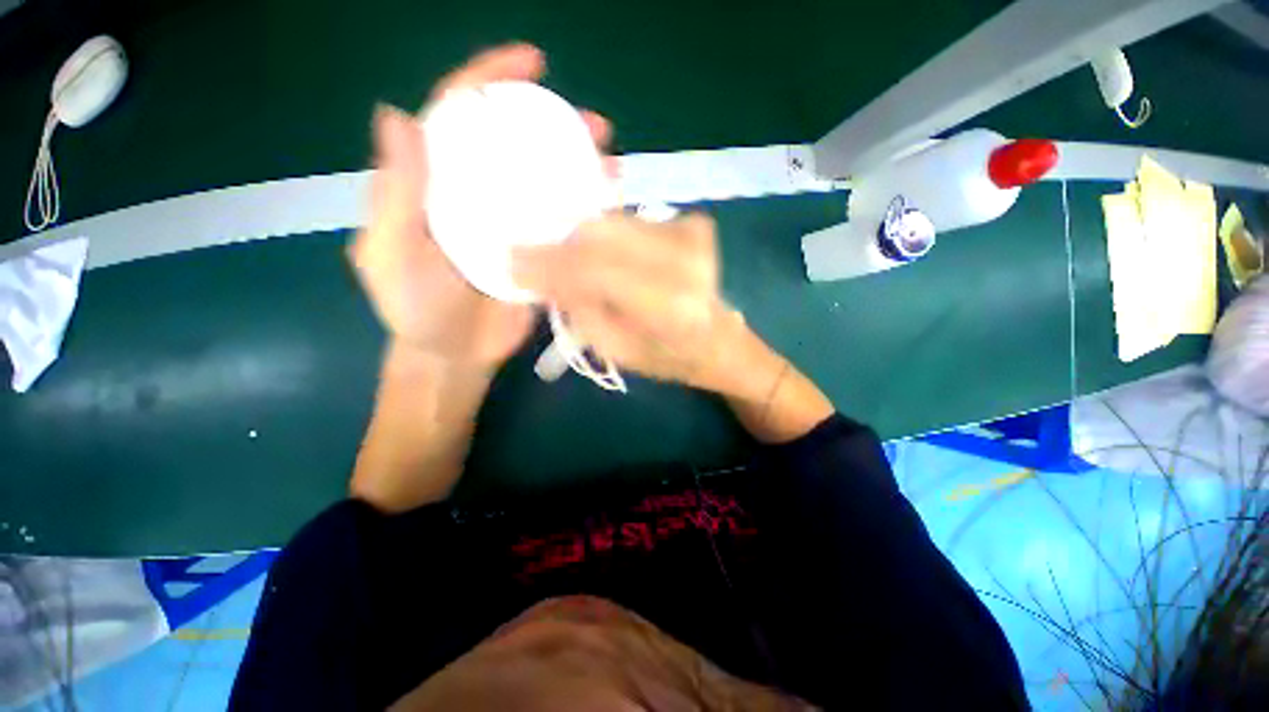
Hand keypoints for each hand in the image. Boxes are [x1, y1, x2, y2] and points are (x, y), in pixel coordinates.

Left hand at [349, 43, 613, 369]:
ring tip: (613, 159)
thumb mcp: (391, 257)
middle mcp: (480, 197)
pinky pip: (565, 228)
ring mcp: (515, 227)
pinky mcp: (540, 257)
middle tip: (593, 123)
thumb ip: (395, 198)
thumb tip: (396, 116)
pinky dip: (588, 214)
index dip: (489, 81)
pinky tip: (611, 207)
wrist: (455, 356)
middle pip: (515, 147)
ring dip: (581, 168)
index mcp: (438, 186)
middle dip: (554, 125)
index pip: (458, 118)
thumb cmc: (416, 311)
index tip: (530, 63)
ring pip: (548, 185)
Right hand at [512, 212, 755, 393]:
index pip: (598, 271)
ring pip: (614, 220)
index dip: (551, 263)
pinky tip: (602, 251)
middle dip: (559, 243)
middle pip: (602, 235)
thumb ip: (580, 308)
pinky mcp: (692, 222)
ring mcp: (693, 235)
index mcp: (671, 308)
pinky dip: (607, 232)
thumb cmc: (666, 357)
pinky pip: (630, 219)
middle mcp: (686, 262)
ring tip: (561, 253)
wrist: (717, 340)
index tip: (511, 261)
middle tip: (530, 254)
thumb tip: (542, 271)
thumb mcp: (616, 348)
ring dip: (580, 236)